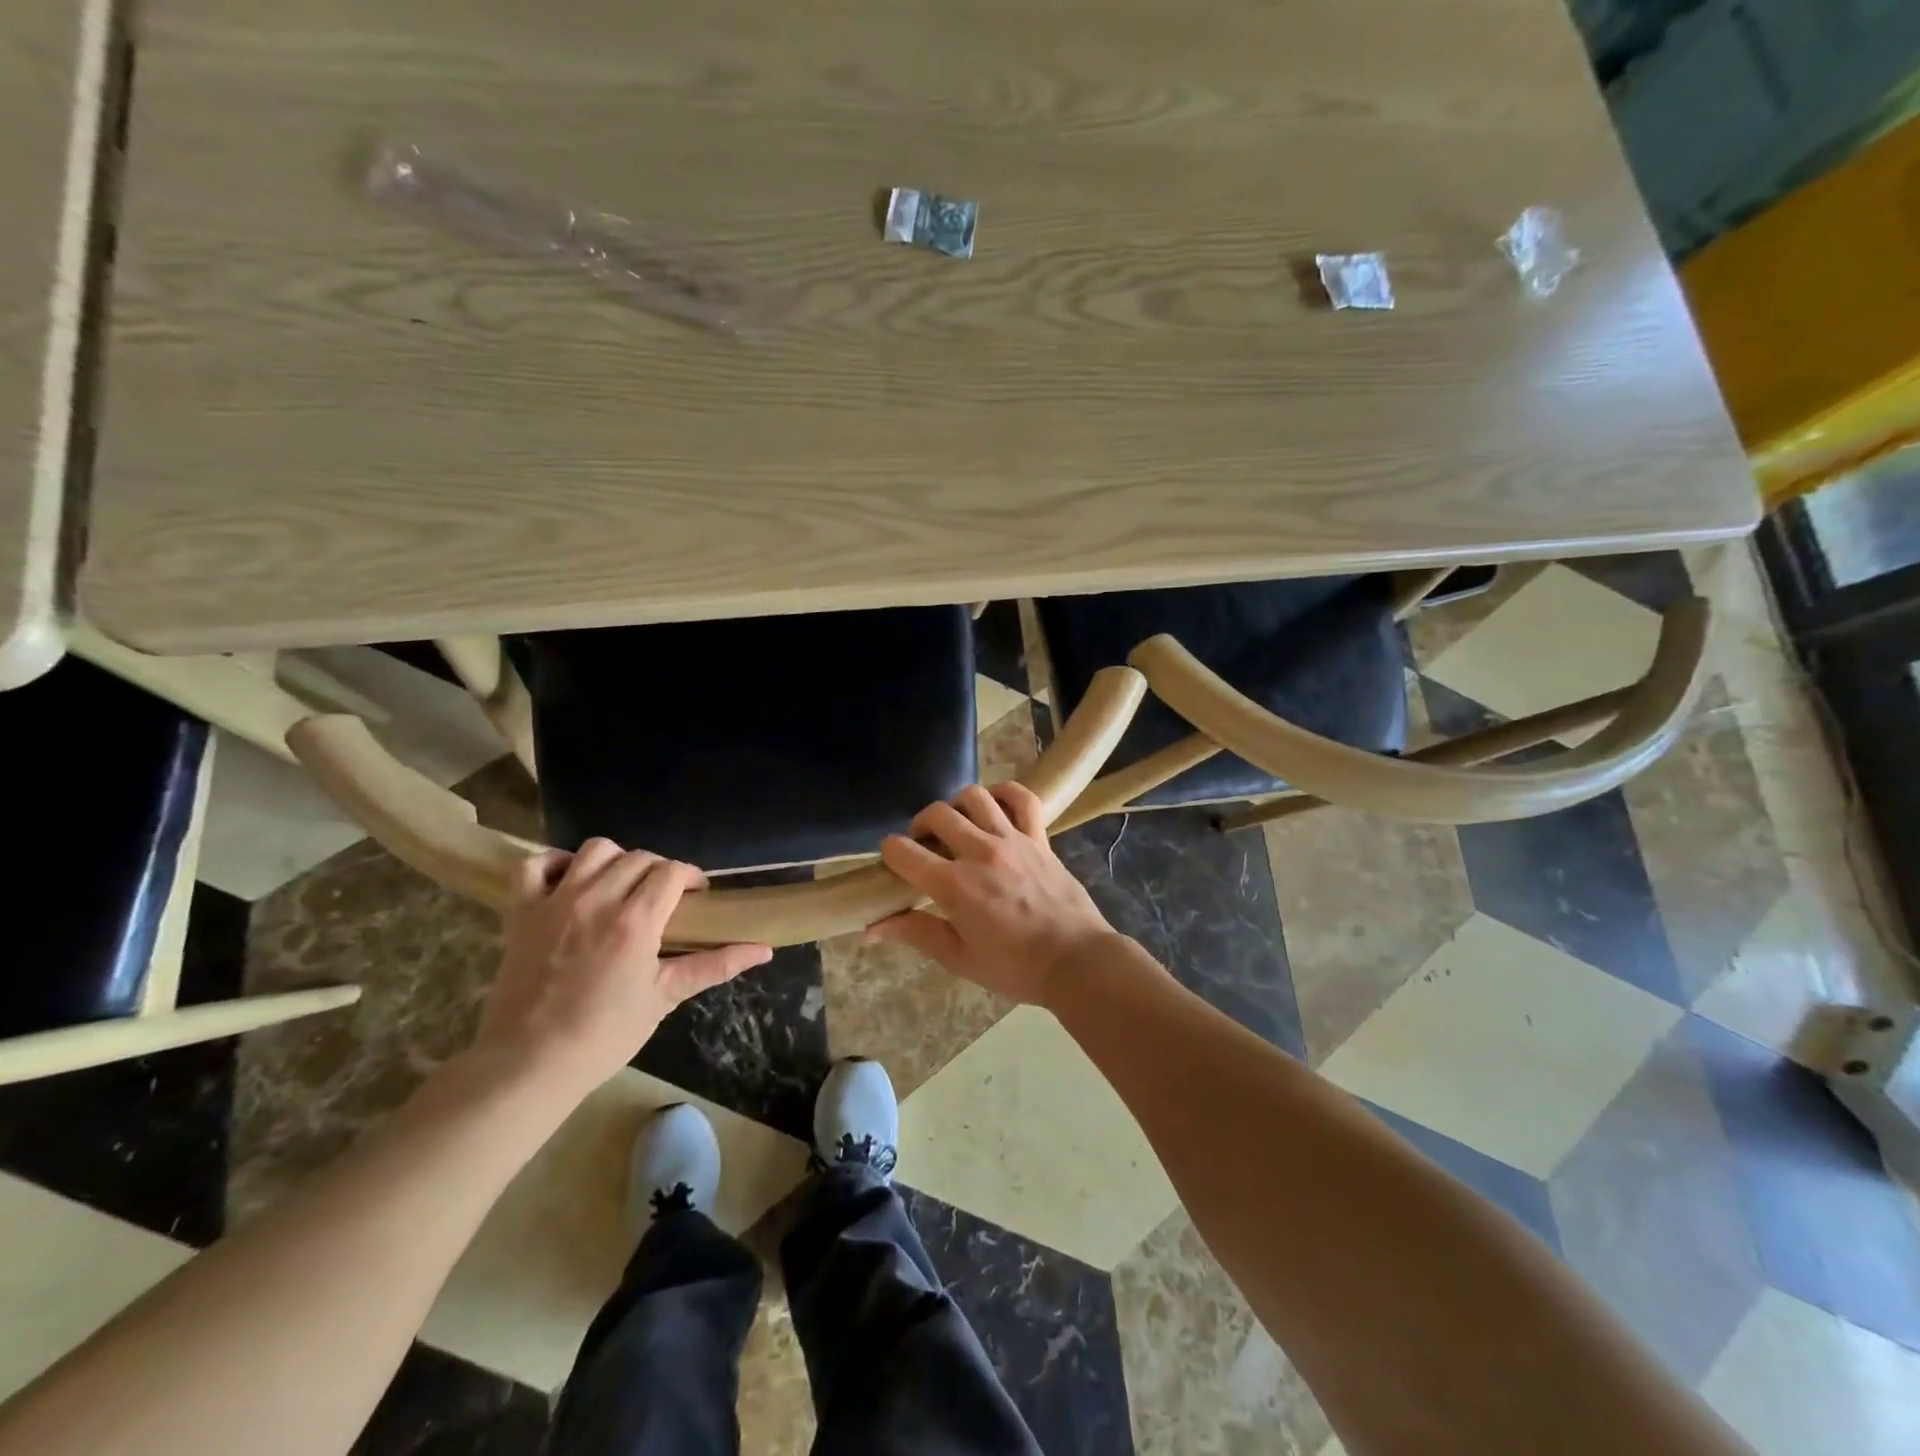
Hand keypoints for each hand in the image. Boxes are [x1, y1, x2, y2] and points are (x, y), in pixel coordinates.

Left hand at [476, 839, 771, 1098]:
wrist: (529, 1064)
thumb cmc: (605, 1034)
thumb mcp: (666, 997)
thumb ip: (715, 966)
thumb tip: (764, 950)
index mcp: (636, 921)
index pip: (672, 871)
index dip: (690, 877)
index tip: (696, 896)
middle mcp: (598, 899)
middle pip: (639, 858)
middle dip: (659, 871)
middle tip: (662, 898)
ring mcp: (555, 902)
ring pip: (595, 850)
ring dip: (615, 860)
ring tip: (620, 885)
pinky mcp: (521, 912)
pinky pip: (533, 866)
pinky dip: (553, 864)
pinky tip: (569, 881)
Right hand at [868, 783, 1120, 1004]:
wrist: (1076, 961)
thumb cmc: (1015, 968)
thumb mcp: (960, 958)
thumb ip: (916, 933)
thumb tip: (871, 930)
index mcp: (954, 885)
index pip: (903, 851)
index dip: (890, 854)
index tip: (895, 866)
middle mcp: (979, 852)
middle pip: (935, 814)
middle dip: (919, 827)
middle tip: (925, 848)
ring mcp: (1012, 840)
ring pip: (974, 797)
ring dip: (956, 806)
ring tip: (957, 826)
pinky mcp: (1039, 838)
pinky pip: (1022, 799)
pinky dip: (1005, 792)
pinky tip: (994, 804)